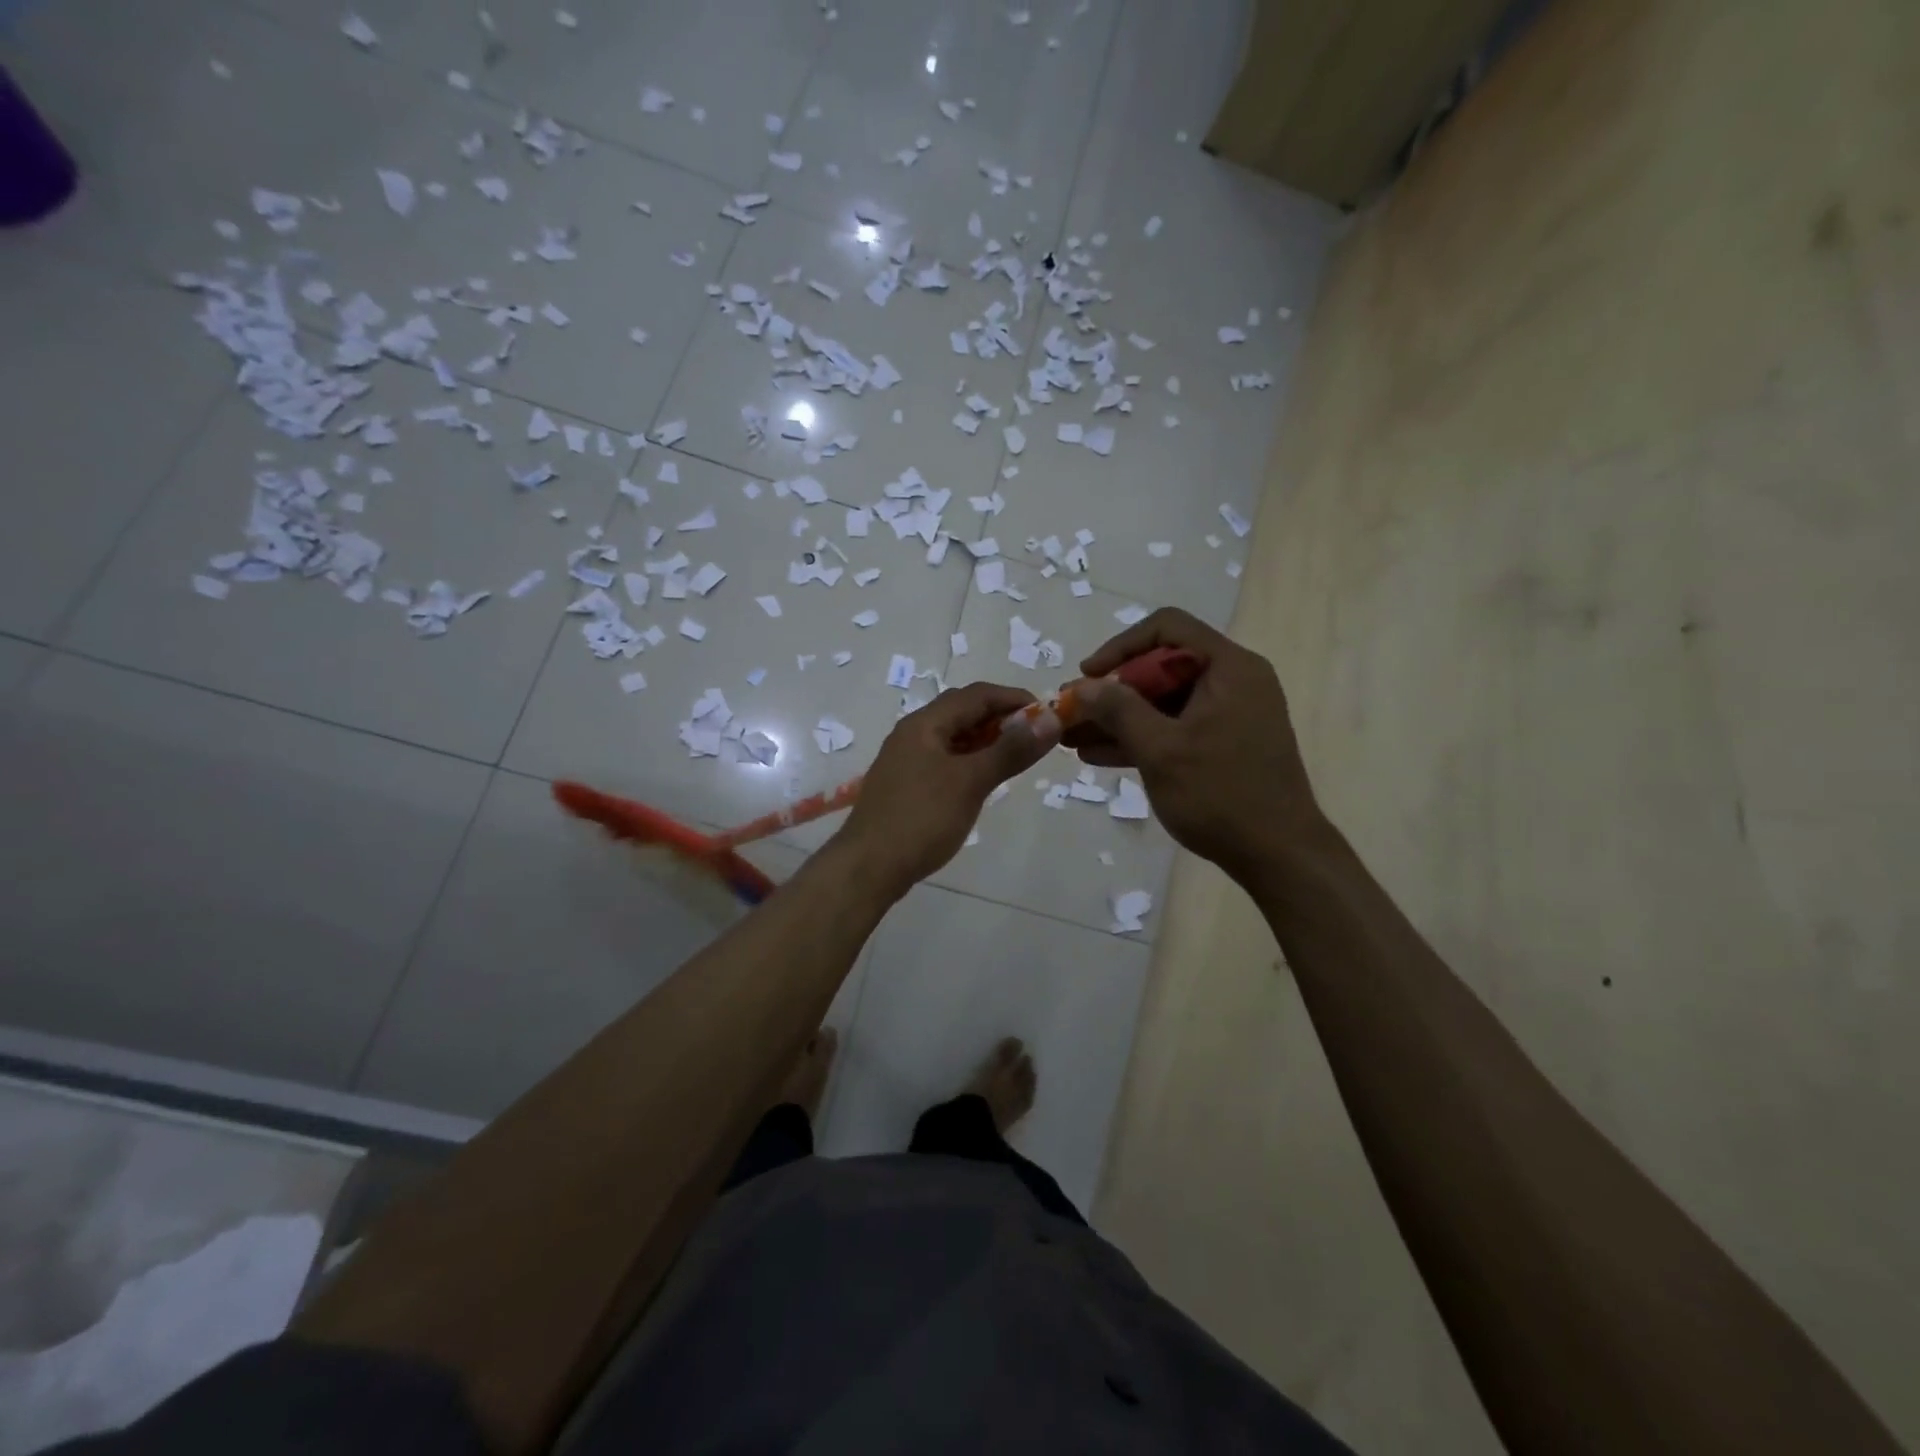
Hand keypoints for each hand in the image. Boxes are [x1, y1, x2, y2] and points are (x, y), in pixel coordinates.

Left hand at [835, 683, 1058, 898]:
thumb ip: (1010, 750)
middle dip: (1002, 719)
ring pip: (954, 737)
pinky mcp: (906, 784)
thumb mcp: (971, 782)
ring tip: (1017, 759)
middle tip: (1036, 739)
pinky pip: (945, 760)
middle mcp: (913, 733)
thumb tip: (1051, 718)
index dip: (1014, 699)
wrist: (867, 867)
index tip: (1048, 715)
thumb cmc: (921, 819)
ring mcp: (906, 759)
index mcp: (925, 723)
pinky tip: (984, 780)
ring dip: (986, 741)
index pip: (977, 694)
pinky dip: (970, 761)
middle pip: (963, 712)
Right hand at [1066, 609, 1324, 882]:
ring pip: (1163, 702)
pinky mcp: (1224, 744)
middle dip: (1112, 692)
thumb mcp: (1160, 749)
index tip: (1088, 676)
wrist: (1279, 856)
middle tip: (1072, 713)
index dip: (1120, 647)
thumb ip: (1118, 710)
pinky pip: (1175, 728)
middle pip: (1161, 667)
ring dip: (1119, 718)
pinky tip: (1097, 755)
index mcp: (1229, 667)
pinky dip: (1141, 738)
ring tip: (1071, 738)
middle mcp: (1233, 681)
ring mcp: (1230, 715)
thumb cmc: (1220, 794)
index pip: (1167, 628)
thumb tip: (1082, 686)